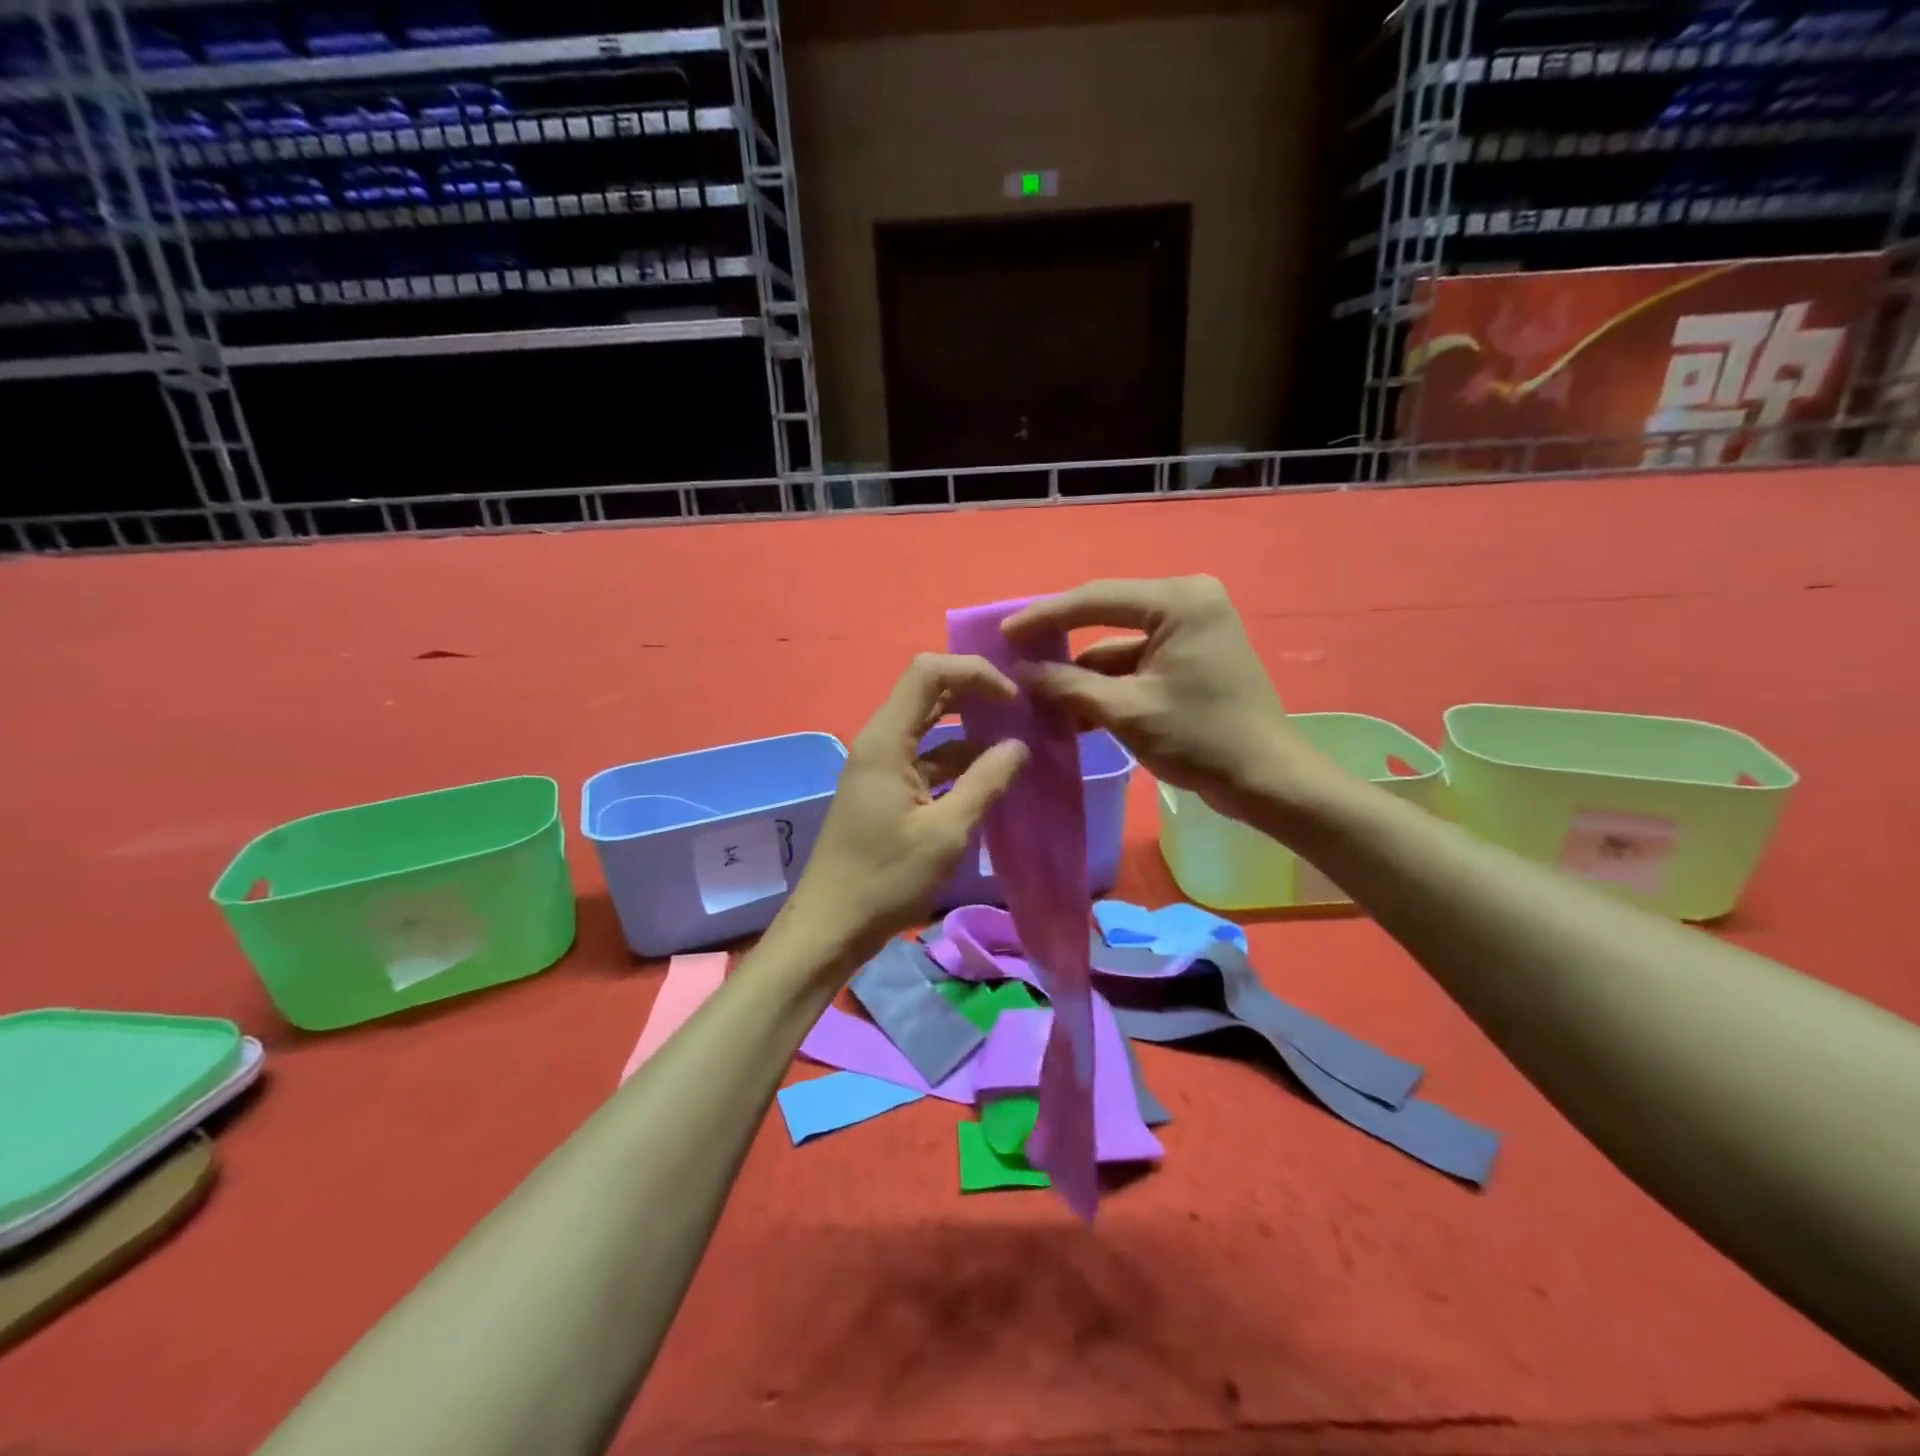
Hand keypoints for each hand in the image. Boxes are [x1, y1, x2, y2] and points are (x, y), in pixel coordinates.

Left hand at [782, 654, 1029, 967]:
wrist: (832, 925)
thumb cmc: (887, 878)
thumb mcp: (946, 832)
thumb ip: (986, 782)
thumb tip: (1019, 745)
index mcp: (887, 740)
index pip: (928, 672)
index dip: (974, 672)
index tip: (1013, 698)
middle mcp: (880, 742)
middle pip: (929, 693)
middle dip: (975, 694)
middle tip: (1021, 709)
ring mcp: (881, 767)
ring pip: (929, 729)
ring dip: (970, 730)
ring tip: (1016, 742)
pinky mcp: (885, 791)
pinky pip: (926, 760)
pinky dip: (957, 761)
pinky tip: (990, 777)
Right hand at [1004, 576, 1327, 822]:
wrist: (1266, 780)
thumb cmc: (1200, 739)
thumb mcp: (1126, 711)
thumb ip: (1069, 686)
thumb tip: (1020, 672)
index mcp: (1179, 601)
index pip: (1095, 599)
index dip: (1044, 618)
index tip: (1004, 634)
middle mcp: (1187, 602)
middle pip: (1105, 617)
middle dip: (1061, 643)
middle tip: (1014, 656)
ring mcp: (1191, 630)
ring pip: (1118, 646)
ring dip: (1081, 673)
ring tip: (1035, 694)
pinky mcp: (1190, 658)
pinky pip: (1136, 663)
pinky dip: (1106, 685)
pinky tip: (1071, 709)